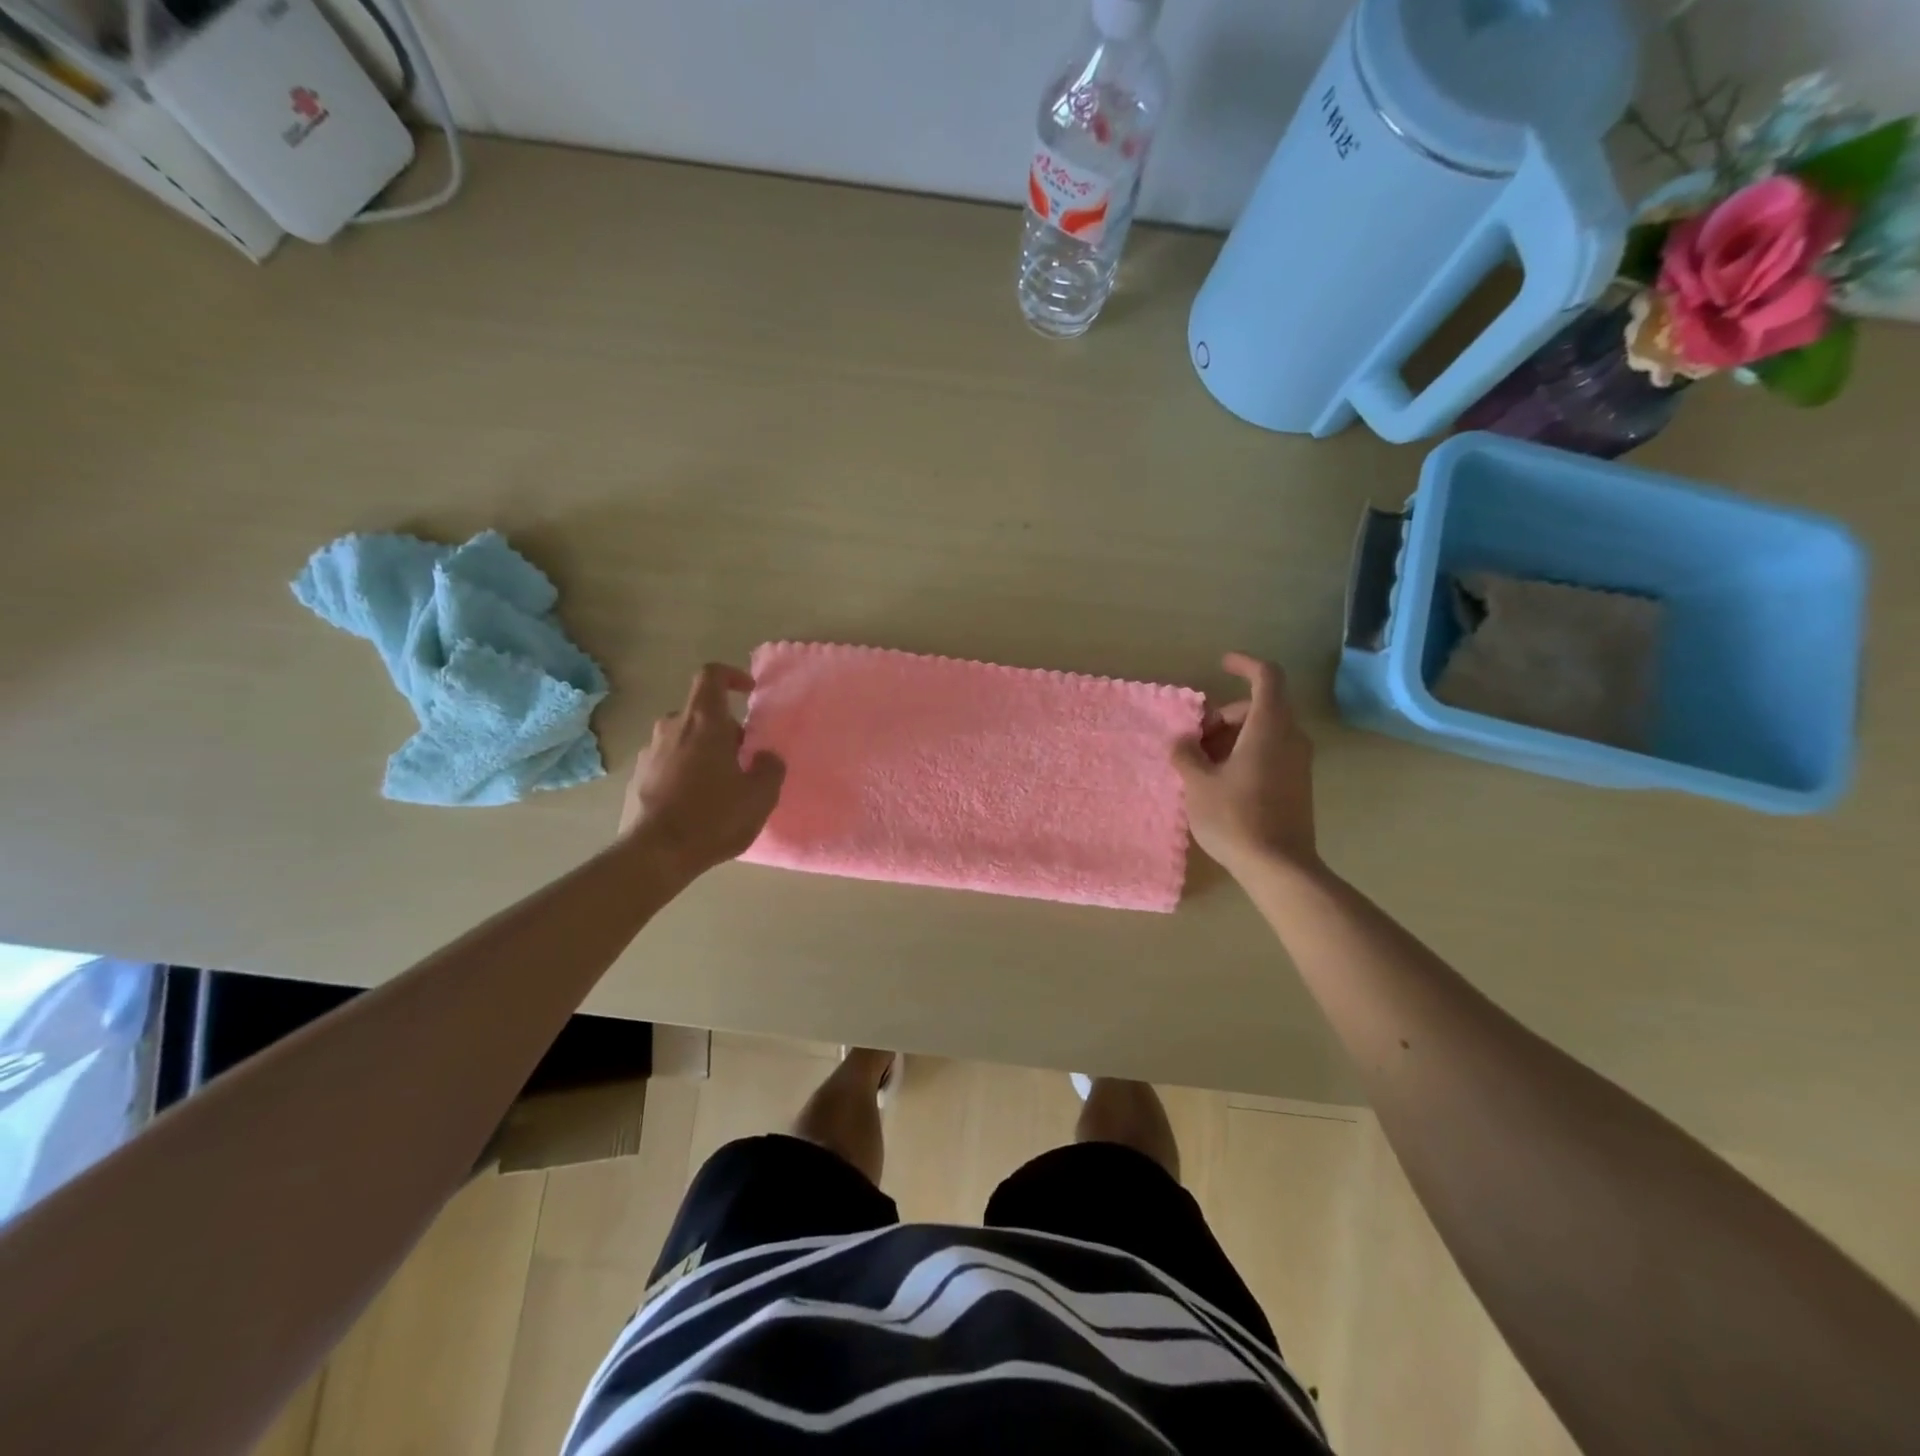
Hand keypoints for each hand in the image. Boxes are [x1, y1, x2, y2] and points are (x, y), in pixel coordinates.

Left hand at [620, 663, 784, 878]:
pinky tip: (696, 803)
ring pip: (683, 739)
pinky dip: (684, 772)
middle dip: (724, 729)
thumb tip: (765, 756)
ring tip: (721, 785)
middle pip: (701, 713)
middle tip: (744, 759)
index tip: (747, 691)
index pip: (711, 676)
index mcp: (704, 722)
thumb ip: (770, 768)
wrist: (655, 854)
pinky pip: (667, 763)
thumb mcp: (760, 796)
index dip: (731, 676)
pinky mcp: (637, 778)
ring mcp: (649, 753)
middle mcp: (671, 728)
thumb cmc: (713, 817)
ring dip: (703, 752)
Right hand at [1172, 653, 1318, 877]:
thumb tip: (1182, 742)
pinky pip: (1270, 753)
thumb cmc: (1236, 818)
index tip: (1222, 664)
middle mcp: (1290, 738)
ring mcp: (1298, 763)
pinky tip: (1219, 781)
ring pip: (1265, 732)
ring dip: (1232, 737)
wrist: (1280, 868)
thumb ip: (1186, 755)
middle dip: (1225, 714)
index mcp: (1269, 728)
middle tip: (1194, 738)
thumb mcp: (1198, 784)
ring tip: (1200, 763)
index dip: (1245, 664)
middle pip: (1260, 707)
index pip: (1267, 677)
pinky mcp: (1297, 785)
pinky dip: (1245, 754)